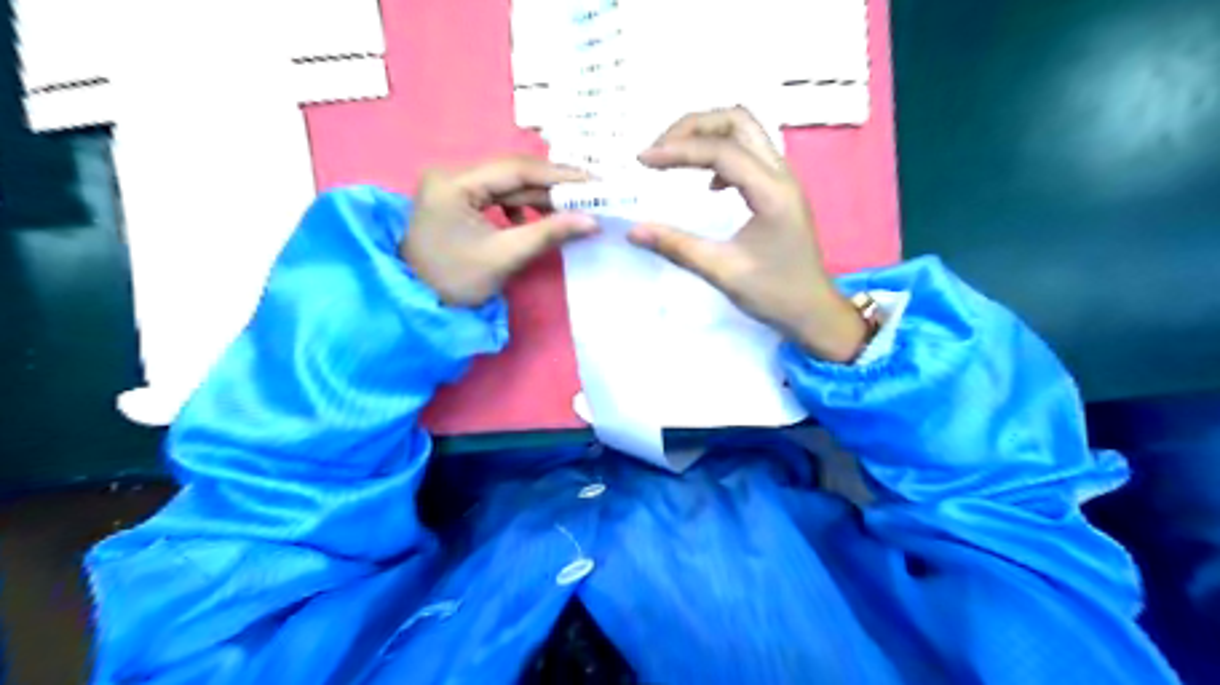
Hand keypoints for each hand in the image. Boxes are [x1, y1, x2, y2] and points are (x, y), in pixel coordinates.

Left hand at [405, 154, 598, 303]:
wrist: (417, 303)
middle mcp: (451, 174)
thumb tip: (592, 221)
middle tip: (591, 194)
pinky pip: (498, 196)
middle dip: (552, 185)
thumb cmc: (455, 282)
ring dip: (540, 197)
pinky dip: (522, 206)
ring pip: (507, 184)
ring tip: (572, 209)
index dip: (558, 175)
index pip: (515, 169)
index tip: (594, 183)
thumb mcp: (504, 256)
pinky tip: (537, 220)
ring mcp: (453, 186)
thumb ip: (548, 233)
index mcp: (454, 183)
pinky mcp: (458, 200)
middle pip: (511, 173)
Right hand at [629, 108, 866, 364]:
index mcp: (771, 192)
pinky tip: (706, 184)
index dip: (678, 149)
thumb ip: (677, 247)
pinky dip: (720, 152)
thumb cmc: (775, 294)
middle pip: (737, 120)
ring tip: (674, 156)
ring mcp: (783, 179)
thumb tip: (633, 231)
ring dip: (707, 134)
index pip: (721, 150)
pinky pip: (749, 151)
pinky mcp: (778, 190)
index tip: (643, 160)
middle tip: (660, 149)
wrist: (814, 312)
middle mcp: (781, 174)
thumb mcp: (723, 272)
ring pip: (745, 131)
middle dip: (693, 126)